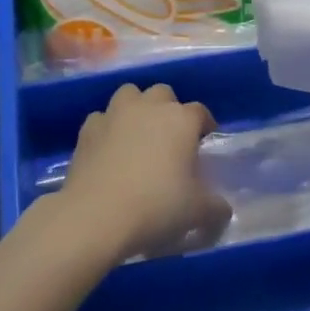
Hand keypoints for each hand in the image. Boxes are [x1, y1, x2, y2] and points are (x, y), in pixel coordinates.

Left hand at [57, 83, 227, 260]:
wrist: (96, 216)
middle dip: (168, 109)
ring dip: (136, 108)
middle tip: (170, 138)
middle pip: (163, 93)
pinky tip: (108, 149)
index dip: (204, 125)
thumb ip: (216, 208)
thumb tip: (222, 209)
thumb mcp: (197, 213)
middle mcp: (149, 107)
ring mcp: (115, 114)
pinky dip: (107, 128)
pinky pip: (101, 118)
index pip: (200, 112)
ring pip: (129, 94)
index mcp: (181, 120)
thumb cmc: (156, 207)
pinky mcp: (87, 129)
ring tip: (138, 135)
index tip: (204, 142)